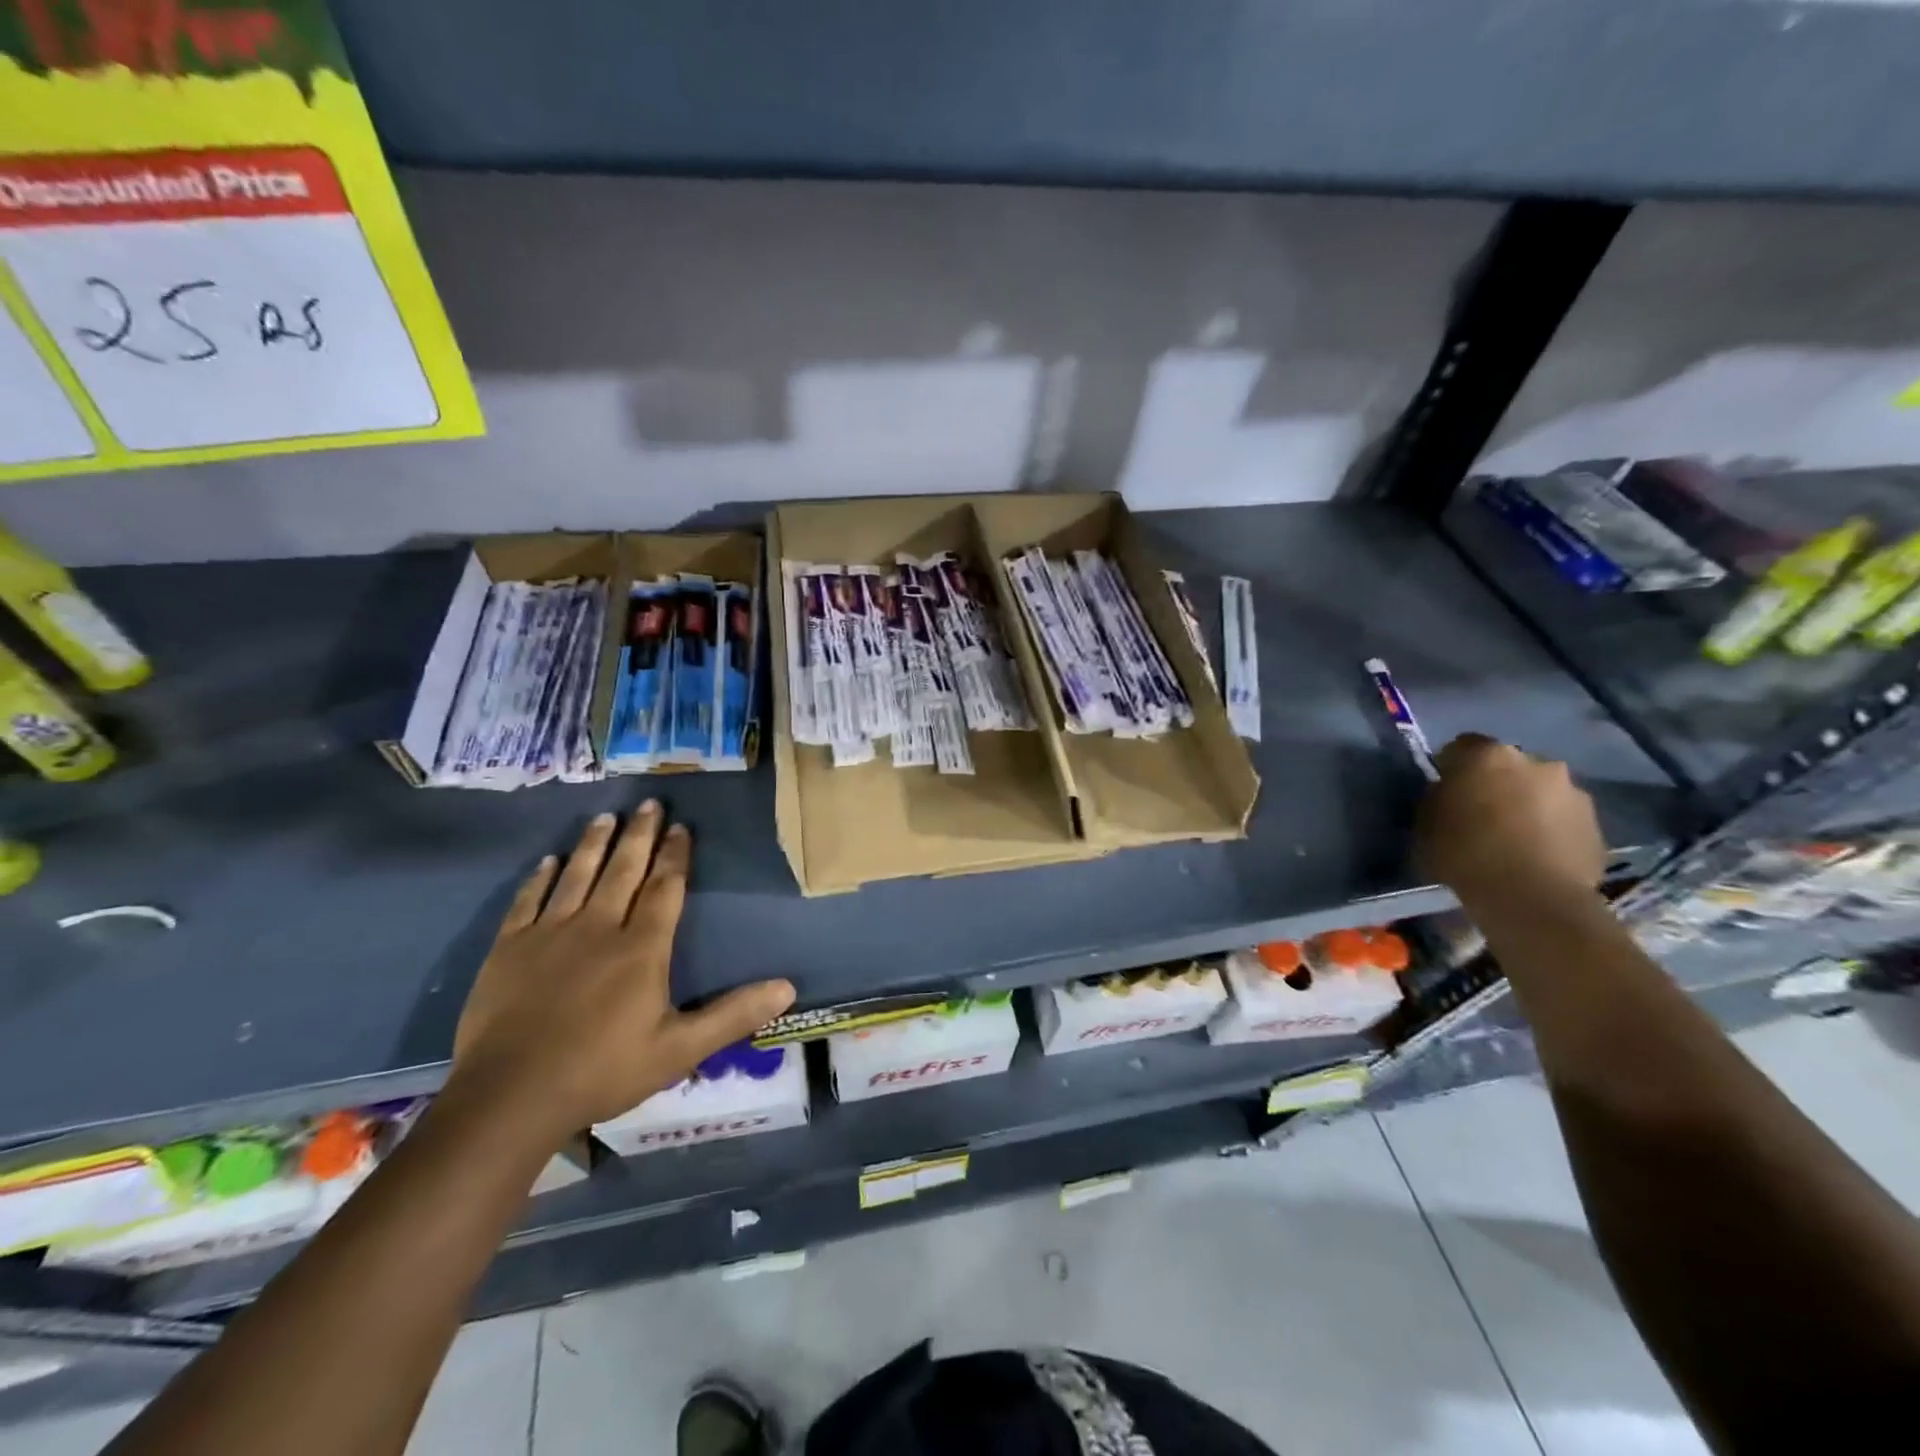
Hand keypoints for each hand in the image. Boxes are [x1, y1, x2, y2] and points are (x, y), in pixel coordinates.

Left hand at [447, 804, 794, 1143]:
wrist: (510, 1097)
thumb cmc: (603, 1070)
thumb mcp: (680, 1049)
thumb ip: (733, 1014)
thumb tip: (788, 987)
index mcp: (642, 948)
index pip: (665, 889)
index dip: (676, 856)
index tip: (681, 826)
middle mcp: (598, 928)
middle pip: (623, 870)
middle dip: (639, 835)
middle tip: (648, 803)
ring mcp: (549, 935)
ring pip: (577, 876)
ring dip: (593, 844)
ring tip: (605, 817)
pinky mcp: (509, 949)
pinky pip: (528, 901)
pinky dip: (540, 878)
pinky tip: (548, 861)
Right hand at [1416, 734, 1605, 903]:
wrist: (1531, 897)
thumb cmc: (1464, 853)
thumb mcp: (1426, 822)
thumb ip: (1439, 797)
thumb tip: (1449, 793)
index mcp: (1488, 755)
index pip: (1462, 746)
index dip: (1452, 767)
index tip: (1446, 790)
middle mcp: (1536, 762)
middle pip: (1509, 766)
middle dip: (1497, 784)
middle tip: (1482, 814)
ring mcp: (1573, 792)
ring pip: (1541, 792)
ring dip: (1528, 806)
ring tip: (1515, 839)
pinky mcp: (1597, 825)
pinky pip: (1564, 820)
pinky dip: (1551, 830)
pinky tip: (1538, 856)